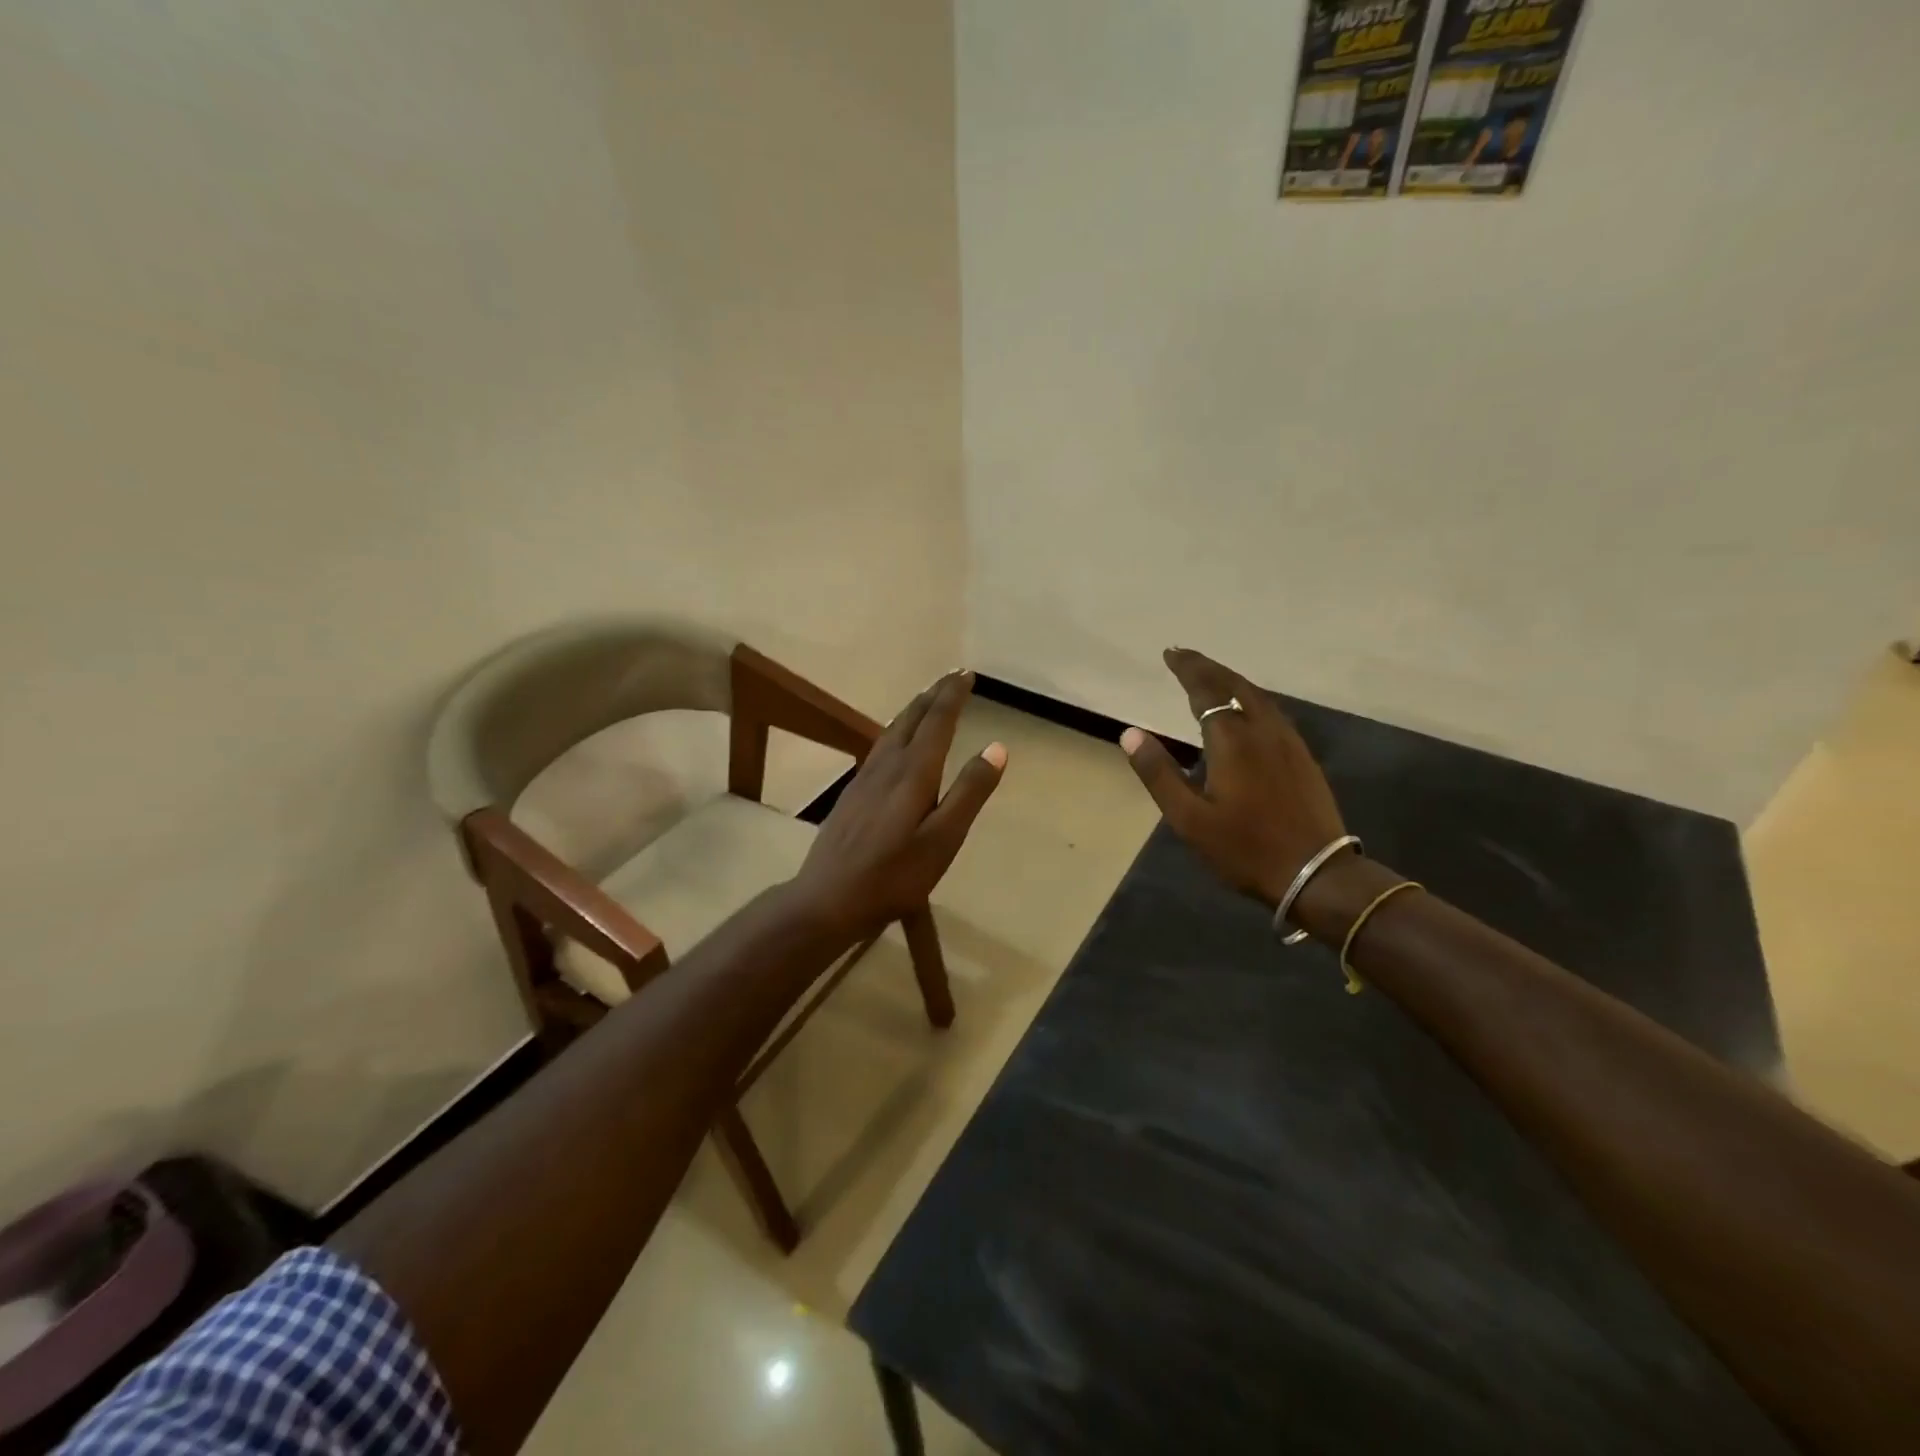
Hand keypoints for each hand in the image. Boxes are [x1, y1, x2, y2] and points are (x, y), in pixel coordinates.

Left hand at [793, 670, 1007, 937]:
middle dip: (934, 695)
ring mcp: (864, 778)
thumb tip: (997, 747)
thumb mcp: (943, 839)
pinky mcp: (852, 794)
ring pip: (891, 730)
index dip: (952, 696)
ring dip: (913, 709)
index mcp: (913, 772)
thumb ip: (969, 793)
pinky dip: (896, 729)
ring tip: (927, 699)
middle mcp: (886, 765)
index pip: (937, 721)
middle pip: (911, 719)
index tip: (967, 674)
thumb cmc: (894, 875)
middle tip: (952, 677)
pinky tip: (894, 741)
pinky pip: (880, 746)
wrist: (828, 898)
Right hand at [1120, 648, 1345, 908]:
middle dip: (1208, 667)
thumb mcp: (1189, 818)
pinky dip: (1250, 698)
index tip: (1170, 653)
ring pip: (1258, 697)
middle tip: (1184, 656)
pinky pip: (1271, 712)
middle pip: (1235, 685)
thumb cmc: (1244, 848)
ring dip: (1231, 681)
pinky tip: (1245, 711)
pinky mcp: (1302, 758)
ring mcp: (1288, 743)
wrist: (1316, 874)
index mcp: (1232, 740)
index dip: (1187, 669)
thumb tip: (1130, 734)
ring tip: (1210, 677)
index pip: (1206, 691)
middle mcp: (1263, 730)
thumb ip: (1159, 774)